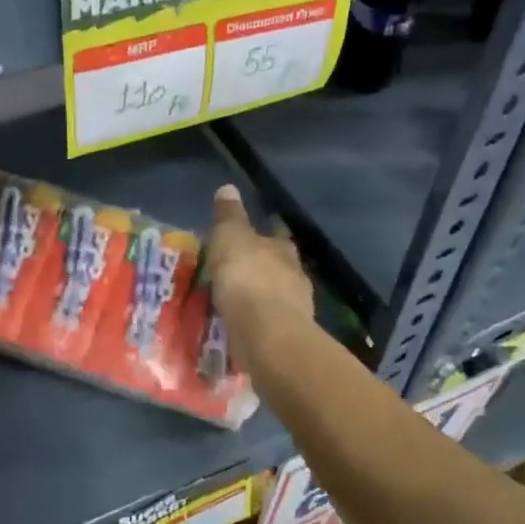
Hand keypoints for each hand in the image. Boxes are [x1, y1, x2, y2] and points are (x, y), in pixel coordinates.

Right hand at [205, 185, 313, 357]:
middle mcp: (295, 275)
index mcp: (282, 248)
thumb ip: (229, 216)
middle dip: (262, 270)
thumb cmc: (247, 277)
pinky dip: (258, 323)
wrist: (267, 332)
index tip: (246, 243)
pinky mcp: (288, 336)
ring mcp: (296, 308)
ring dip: (261, 299)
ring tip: (238, 304)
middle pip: (278, 268)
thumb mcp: (230, 237)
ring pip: (276, 297)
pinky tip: (244, 327)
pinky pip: (270, 324)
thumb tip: (228, 187)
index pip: (275, 238)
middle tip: (238, 274)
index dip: (261, 239)